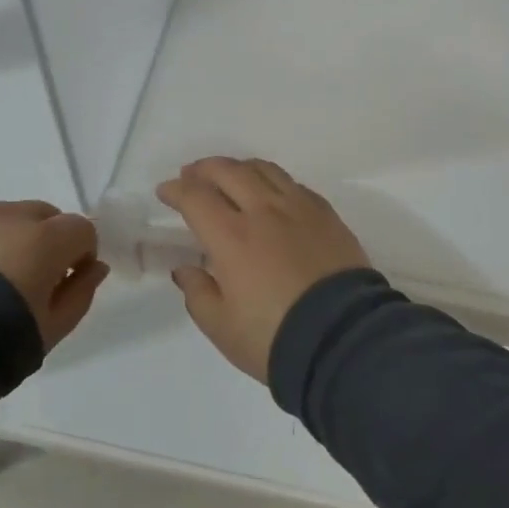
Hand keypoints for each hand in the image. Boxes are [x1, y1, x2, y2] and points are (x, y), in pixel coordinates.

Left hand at [0, 201, 108, 351]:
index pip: (82, 228)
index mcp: (45, 239)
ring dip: (8, 239)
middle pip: (44, 215)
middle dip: (46, 240)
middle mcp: (10, 214)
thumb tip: (95, 267)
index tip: (65, 282)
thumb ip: (80, 293)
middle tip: (27, 280)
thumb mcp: (50, 331)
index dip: (80, 254)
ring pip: (4, 217)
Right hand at [158, 158, 370, 381]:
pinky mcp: (326, 214)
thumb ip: (198, 293)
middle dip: (204, 168)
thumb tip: (186, 269)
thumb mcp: (222, 327)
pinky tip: (271, 194)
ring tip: (230, 176)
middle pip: (229, 171)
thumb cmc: (274, 338)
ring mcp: (299, 208)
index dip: (176, 190)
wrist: (343, 340)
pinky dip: (273, 181)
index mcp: (232, 236)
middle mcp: (264, 210)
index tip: (165, 192)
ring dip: (239, 167)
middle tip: (191, 175)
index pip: (196, 197)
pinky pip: (294, 184)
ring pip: (264, 169)